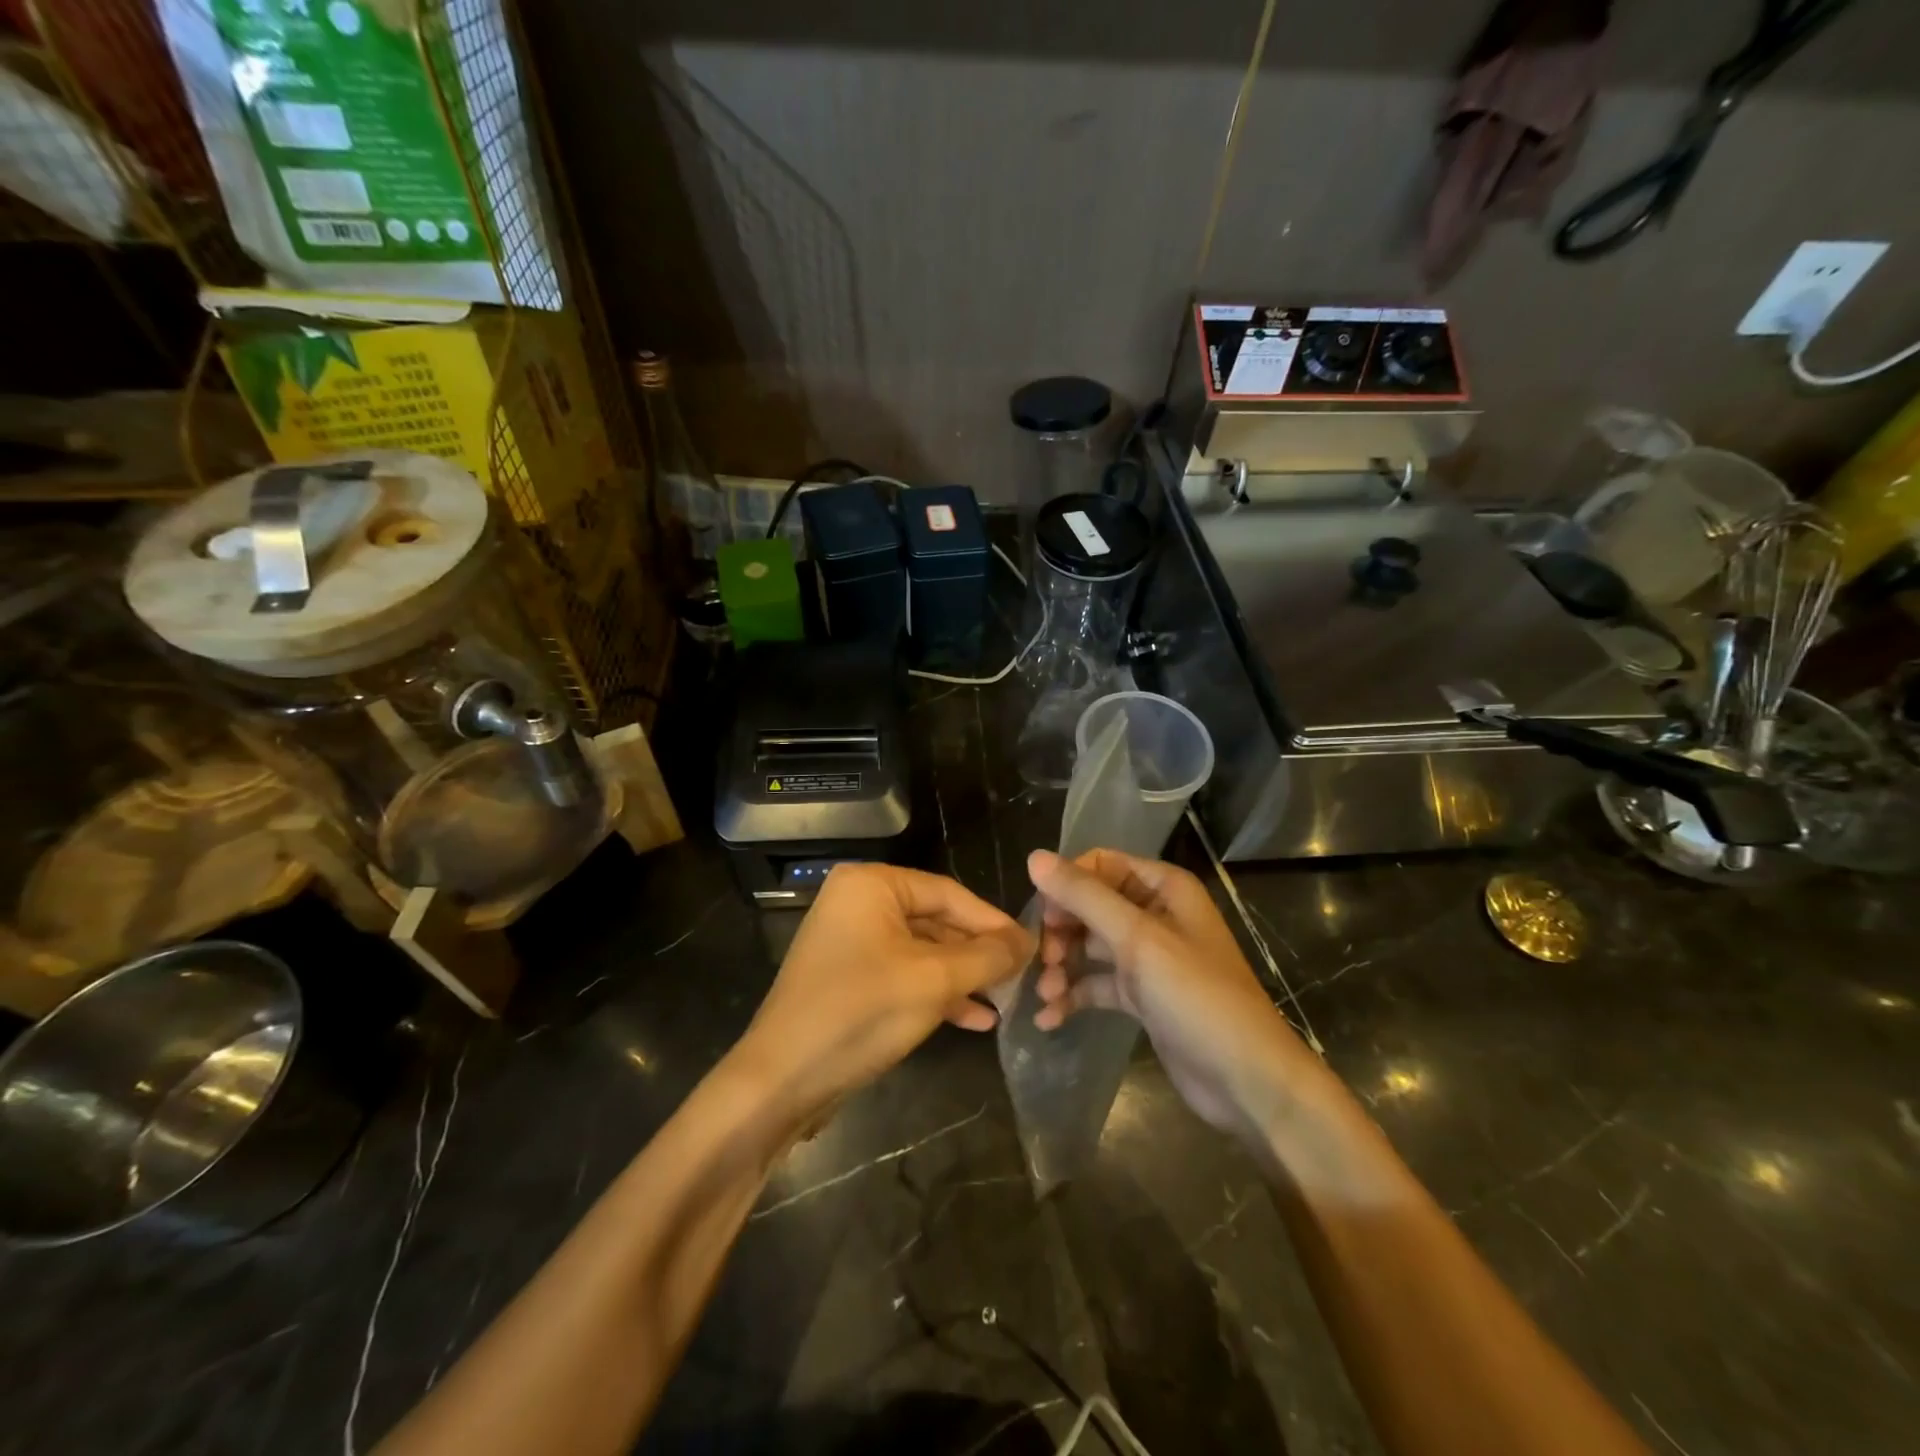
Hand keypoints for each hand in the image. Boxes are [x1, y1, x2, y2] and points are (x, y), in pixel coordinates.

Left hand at [740, 863, 1033, 1113]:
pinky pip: (903, 975)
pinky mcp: (849, 979)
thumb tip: (1027, 942)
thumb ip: (986, 957)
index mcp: (872, 885)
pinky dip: (937, 994)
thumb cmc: (860, 1013)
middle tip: (1022, 978)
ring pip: (923, 952)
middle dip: (978, 953)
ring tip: (1004, 1001)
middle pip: (936, 921)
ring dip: (963, 977)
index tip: (1032, 949)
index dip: (993, 922)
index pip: (949, 893)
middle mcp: (858, 903)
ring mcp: (851, 943)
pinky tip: (975, 1020)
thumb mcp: (933, 981)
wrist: (780, 1082)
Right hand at [1027, 848, 1322, 1137]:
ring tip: (1045, 993)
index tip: (1045, 917)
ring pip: (1090, 946)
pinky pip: (1098, 984)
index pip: (1101, 865)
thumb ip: (1084, 897)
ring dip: (1063, 965)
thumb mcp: (1137, 939)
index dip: (1067, 885)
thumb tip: (1034, 857)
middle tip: (1042, 959)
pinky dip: (1073, 996)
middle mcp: (1155, 914)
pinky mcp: (1143, 996)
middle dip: (1061, 930)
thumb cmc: (1196, 996)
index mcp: (1163, 888)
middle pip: (1090, 905)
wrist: (1247, 1080)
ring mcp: (1149, 957)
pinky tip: (1049, 1018)